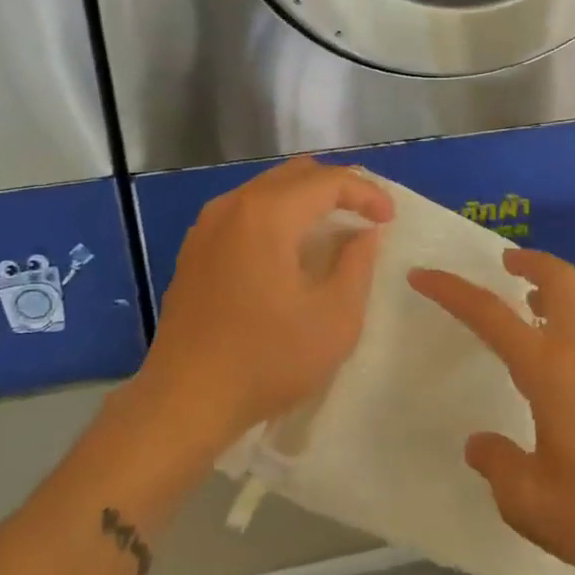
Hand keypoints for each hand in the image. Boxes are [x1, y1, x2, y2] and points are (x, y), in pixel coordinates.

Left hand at [144, 158, 393, 443]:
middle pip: (295, 174)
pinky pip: (245, 212)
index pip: (327, 181)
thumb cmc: (267, 359)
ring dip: (305, 200)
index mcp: (267, 214)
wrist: (184, 400)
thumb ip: (357, 264)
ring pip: (267, 190)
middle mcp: (233, 206)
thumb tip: (364, 233)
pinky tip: (290, 250)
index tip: (389, 219)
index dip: (366, 193)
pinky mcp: (194, 249)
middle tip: (366, 216)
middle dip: (337, 188)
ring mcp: (207, 226)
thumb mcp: (334, 318)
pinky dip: (277, 216)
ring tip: (334, 230)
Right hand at [410, 250, 574, 574]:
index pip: (491, 315)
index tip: (423, 275)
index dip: (452, 291)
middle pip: (561, 279)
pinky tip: (572, 348)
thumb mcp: (530, 502)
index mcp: (550, 369)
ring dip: (558, 286)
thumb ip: (498, 466)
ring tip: (534, 301)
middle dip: (529, 260)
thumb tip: (481, 444)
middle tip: (505, 263)